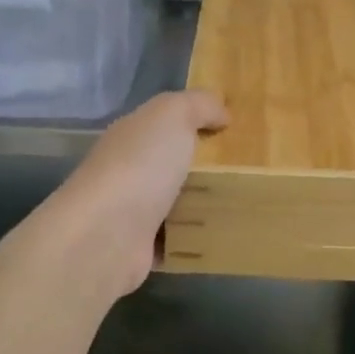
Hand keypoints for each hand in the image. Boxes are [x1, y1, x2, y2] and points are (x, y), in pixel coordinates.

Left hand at [48, 90, 228, 296]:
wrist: (106, 235)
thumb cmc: (140, 165)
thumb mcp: (173, 115)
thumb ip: (198, 104)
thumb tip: (221, 111)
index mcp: (131, 135)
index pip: (164, 123)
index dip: (196, 121)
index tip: (234, 129)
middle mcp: (127, 170)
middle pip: (171, 163)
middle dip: (204, 165)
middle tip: (249, 168)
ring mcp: (130, 212)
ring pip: (174, 202)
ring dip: (201, 204)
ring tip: (244, 203)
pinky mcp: (139, 249)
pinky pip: (176, 240)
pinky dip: (194, 239)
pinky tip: (222, 235)